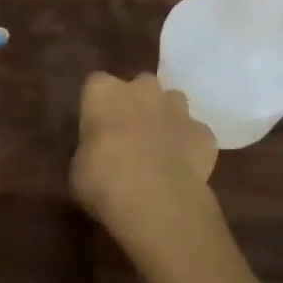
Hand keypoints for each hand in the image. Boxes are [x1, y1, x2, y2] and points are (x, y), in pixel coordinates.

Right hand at [69, 72, 219, 253]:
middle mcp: (141, 89)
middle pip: (140, 85)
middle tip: (130, 133)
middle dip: (138, 103)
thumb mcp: (79, 167)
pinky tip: (184, 168)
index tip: (97, 127)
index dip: (98, 105)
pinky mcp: (203, 133)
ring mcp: (177, 109)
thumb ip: (91, 150)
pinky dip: (191, 146)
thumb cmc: (102, 179)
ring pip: (173, 101)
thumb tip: (97, 156)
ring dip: (167, 118)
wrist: (153, 198)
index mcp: (103, 91)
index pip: (96, 84)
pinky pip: (196, 133)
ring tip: (160, 147)